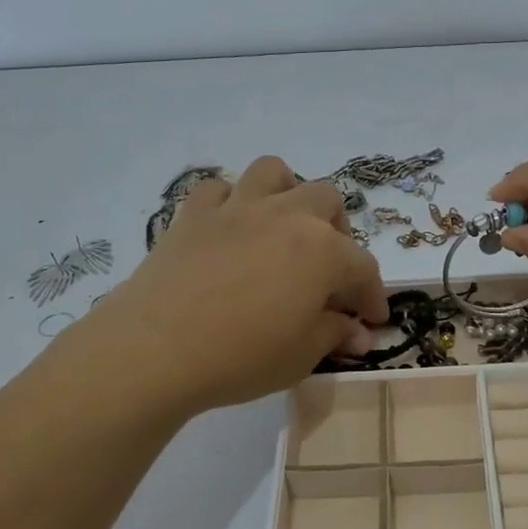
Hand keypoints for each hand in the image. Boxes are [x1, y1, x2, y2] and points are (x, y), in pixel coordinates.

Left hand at [60, 157, 388, 416]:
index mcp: (322, 250)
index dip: (372, 296)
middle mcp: (286, 216)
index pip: (363, 268)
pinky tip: (229, 230)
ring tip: (283, 227)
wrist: (156, 349)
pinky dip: (229, 203)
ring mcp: (237, 209)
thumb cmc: (241, 356)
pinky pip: (217, 189)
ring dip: (286, 193)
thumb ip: (334, 334)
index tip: (371, 320)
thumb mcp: (301, 355)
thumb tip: (358, 331)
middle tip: (327, 270)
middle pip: (326, 201)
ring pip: (273, 173)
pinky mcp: (193, 215)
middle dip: (337, 232)